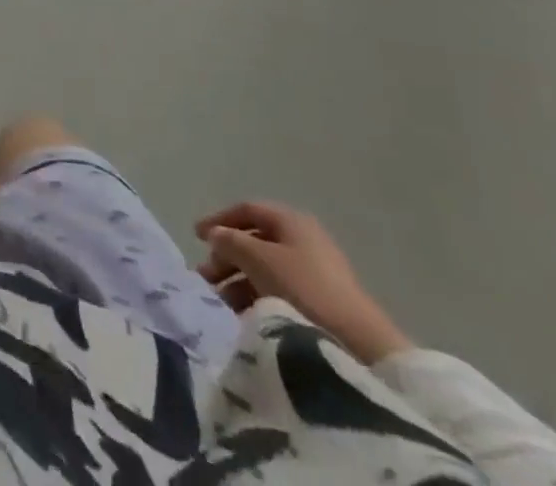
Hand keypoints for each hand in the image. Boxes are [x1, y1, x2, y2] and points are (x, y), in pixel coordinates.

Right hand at [195, 201, 411, 364]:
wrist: (359, 344)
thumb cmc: (303, 289)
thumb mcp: (258, 259)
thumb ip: (230, 241)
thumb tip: (215, 234)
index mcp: (291, 220)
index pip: (247, 210)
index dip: (219, 220)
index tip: (196, 237)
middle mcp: (303, 238)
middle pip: (255, 240)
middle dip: (227, 257)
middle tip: (206, 277)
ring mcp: (315, 270)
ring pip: (266, 267)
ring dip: (239, 280)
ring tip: (221, 301)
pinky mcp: (322, 301)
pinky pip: (280, 289)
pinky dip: (258, 296)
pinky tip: (245, 313)